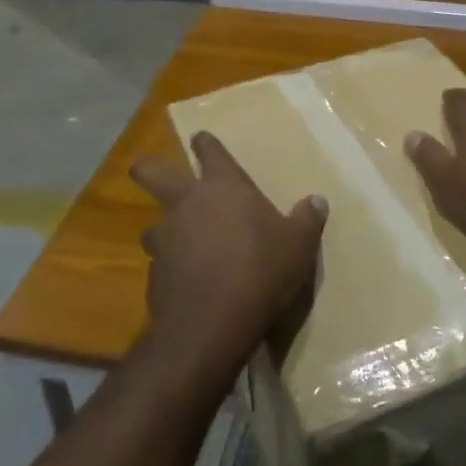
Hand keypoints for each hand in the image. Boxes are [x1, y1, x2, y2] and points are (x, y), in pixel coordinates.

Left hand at [129, 132, 326, 376]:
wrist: (211, 325)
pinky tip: (187, 284)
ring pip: (152, 223)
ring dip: (164, 230)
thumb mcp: (298, 246)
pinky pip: (160, 263)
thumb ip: (307, 220)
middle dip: (147, 168)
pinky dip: (171, 269)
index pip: (209, 150)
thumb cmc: (260, 271)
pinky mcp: (152, 275)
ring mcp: (165, 238)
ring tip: (183, 245)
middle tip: (148, 171)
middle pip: (150, 172)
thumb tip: (317, 201)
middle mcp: (187, 203)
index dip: (205, 143)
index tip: (202, 140)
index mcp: (223, 186)